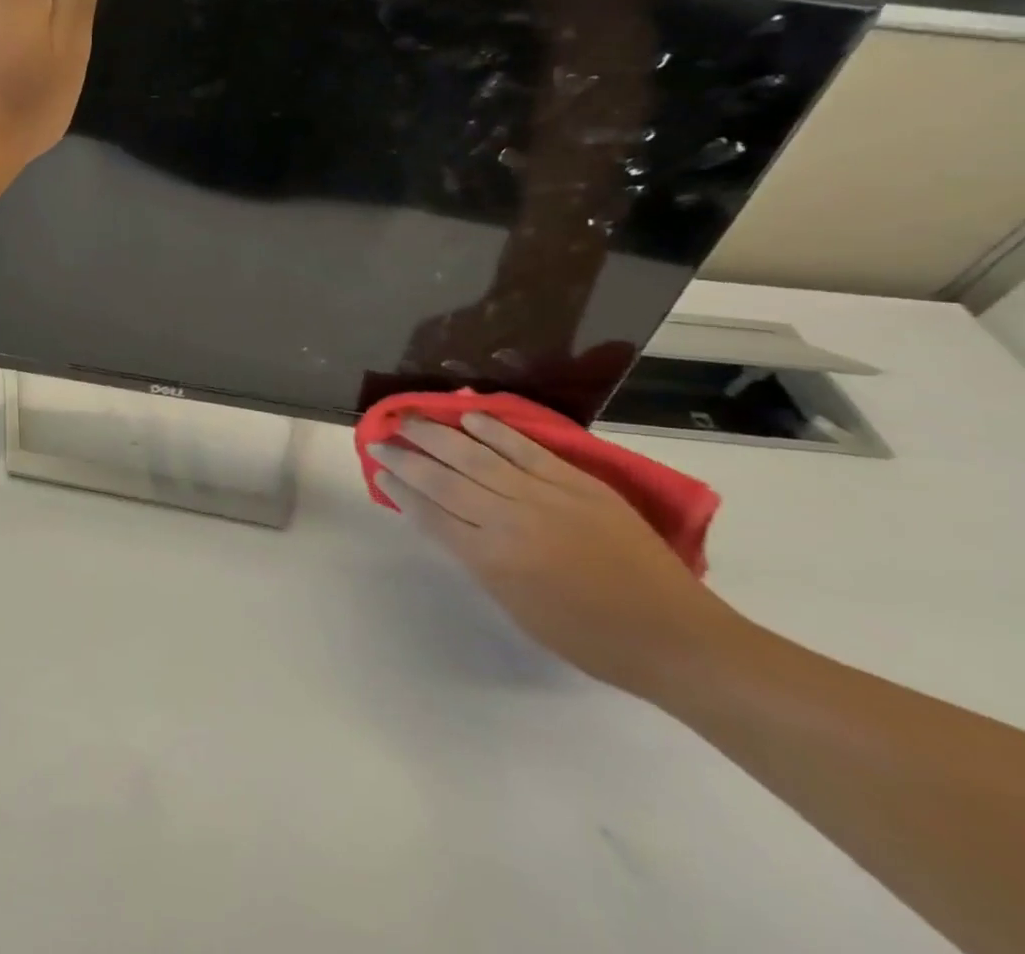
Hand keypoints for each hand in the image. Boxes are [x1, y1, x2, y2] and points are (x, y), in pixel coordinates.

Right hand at [372, 413, 742, 698]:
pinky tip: (468, 416)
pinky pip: (525, 448)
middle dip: (405, 455)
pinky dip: (494, 429)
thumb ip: (476, 559)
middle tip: (379, 436)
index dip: (399, 487)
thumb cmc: (589, 637)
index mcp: (490, 560)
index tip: (377, 468)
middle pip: (443, 478)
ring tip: (409, 417)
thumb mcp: (515, 606)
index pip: (429, 512)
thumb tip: (444, 520)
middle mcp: (508, 520)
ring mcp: (544, 496)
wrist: (674, 638)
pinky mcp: (576, 482)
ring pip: (476, 455)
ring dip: (437, 433)